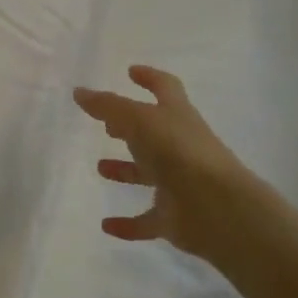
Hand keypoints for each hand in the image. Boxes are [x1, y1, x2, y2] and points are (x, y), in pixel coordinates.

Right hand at [72, 66, 262, 258]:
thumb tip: (79, 91)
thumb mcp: (138, 119)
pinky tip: (106, 225)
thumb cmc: (178, 151)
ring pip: (149, 174)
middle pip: (153, 133)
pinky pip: (147, 220)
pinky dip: (128, 223)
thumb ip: (107, 105)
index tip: (131, 72)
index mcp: (176, 116)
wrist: (217, 208)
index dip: (149, 78)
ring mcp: (179, 183)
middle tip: (107, 125)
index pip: (165, 88)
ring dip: (126, 171)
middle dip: (131, 127)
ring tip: (100, 168)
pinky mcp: (174, 217)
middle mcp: (180, 146)